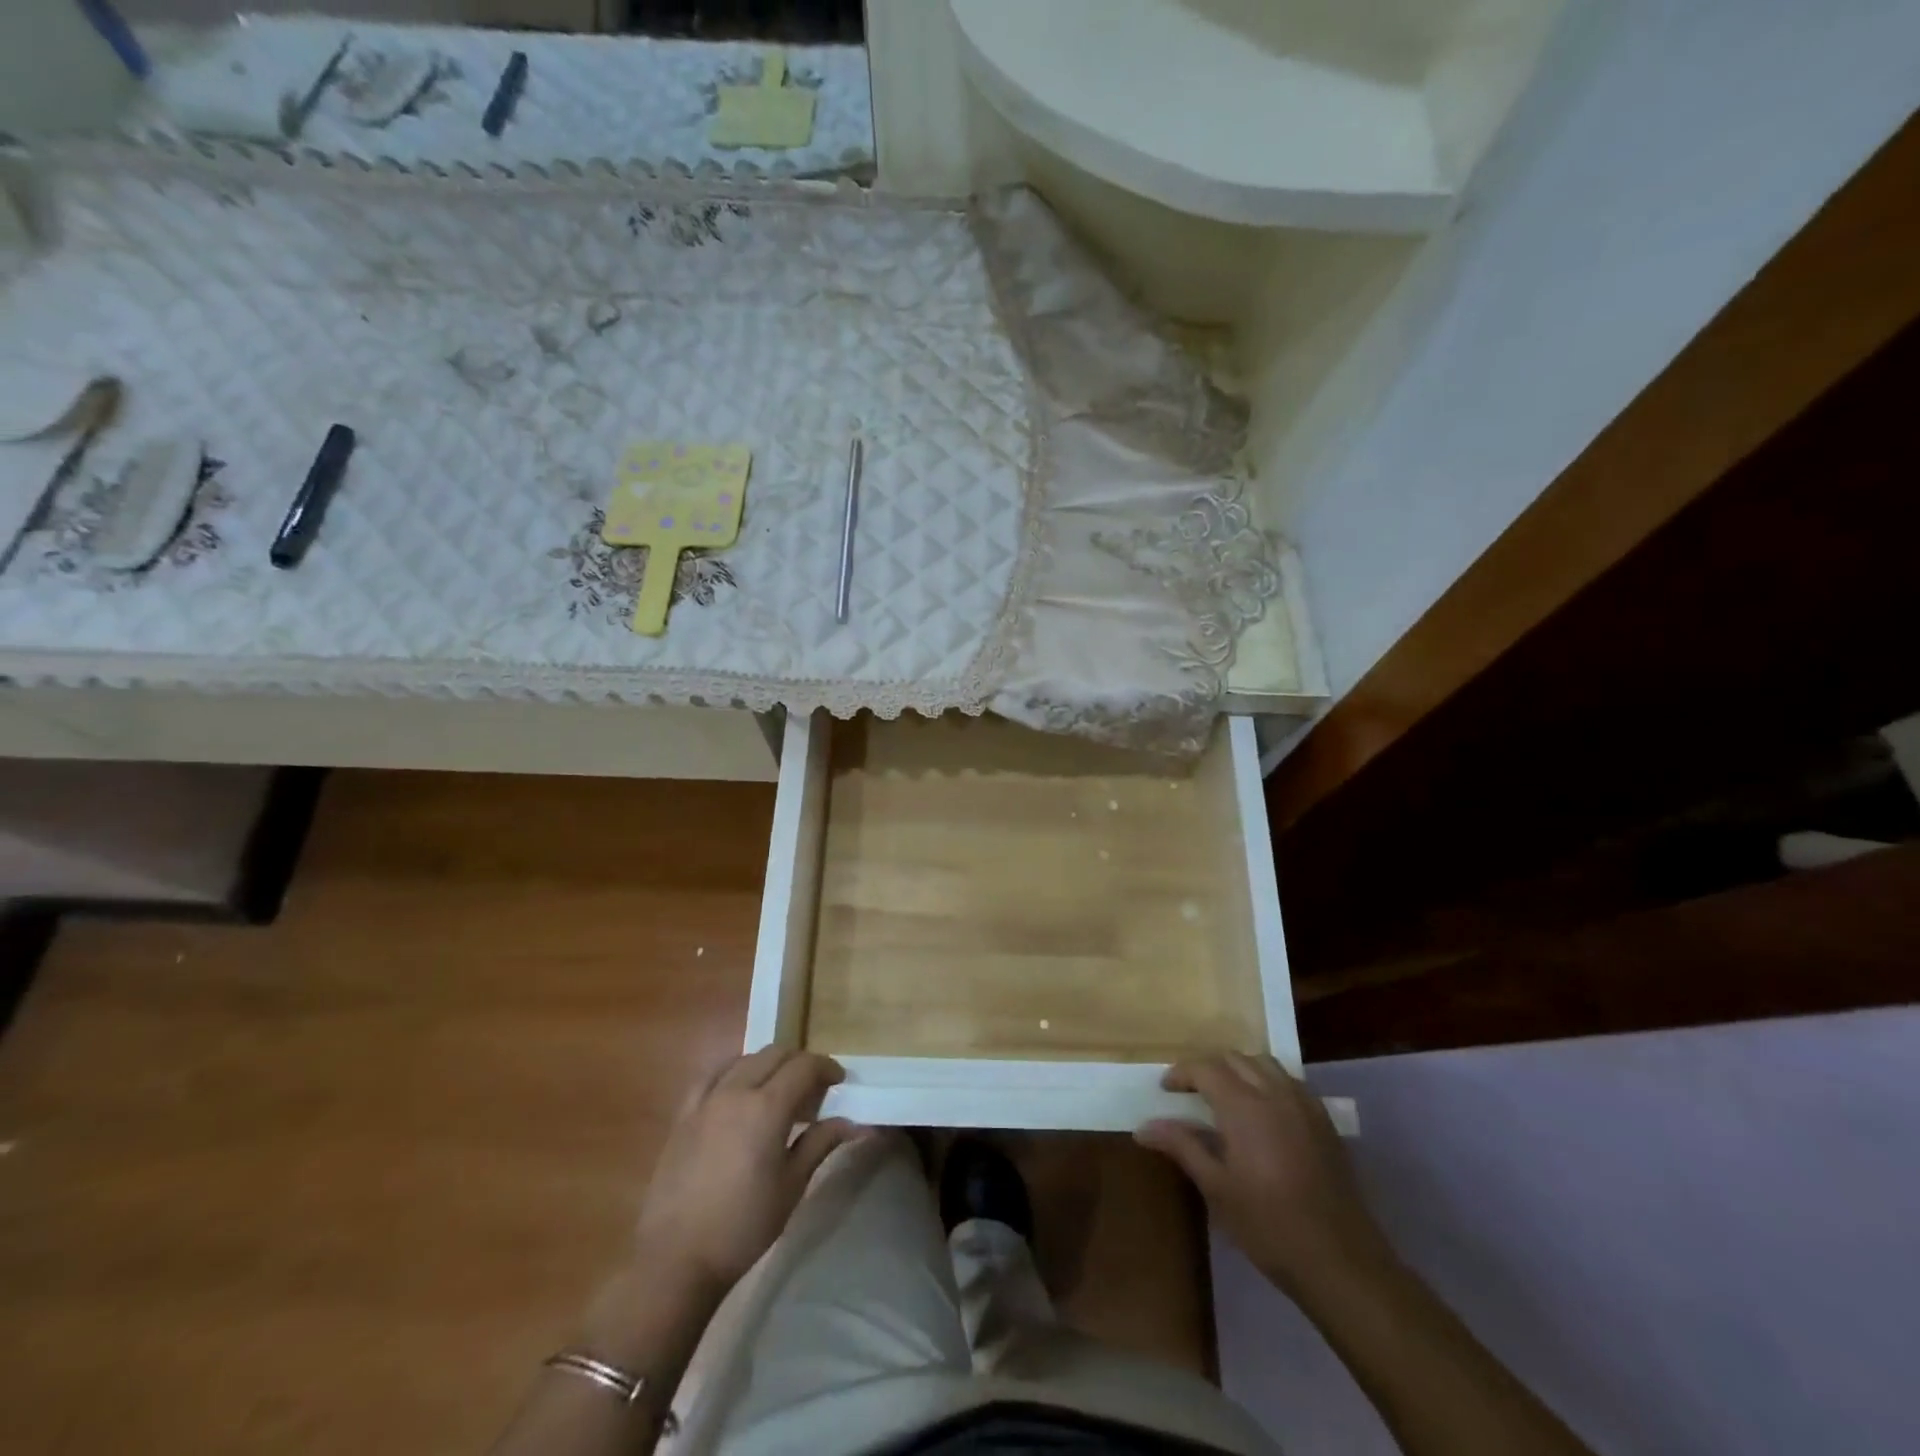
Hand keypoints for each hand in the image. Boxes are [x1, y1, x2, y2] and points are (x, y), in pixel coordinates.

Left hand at [635, 1047, 866, 1293]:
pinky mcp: (683, 1115)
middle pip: (774, 1054)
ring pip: (744, 1060)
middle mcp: (736, 1091)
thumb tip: (853, 1123)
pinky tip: (737, 1091)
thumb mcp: (792, 1186)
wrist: (676, 1259)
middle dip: (800, 1062)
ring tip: (778, 1089)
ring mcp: (706, 1100)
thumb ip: (821, 1143)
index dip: (826, 1068)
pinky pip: (712, 1075)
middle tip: (813, 1088)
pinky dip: (733, 1072)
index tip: (838, 1082)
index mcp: (767, 1107)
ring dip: (768, 1064)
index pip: (804, 1066)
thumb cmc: (743, 1226)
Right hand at [1136, 1052, 1387, 1295]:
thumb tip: (1143, 1127)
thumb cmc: (1269, 1226)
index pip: (1205, 1068)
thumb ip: (1182, 1147)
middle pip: (1235, 1059)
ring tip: (1226, 1097)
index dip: (1181, 1073)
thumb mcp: (1217, 1188)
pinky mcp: (1324, 1122)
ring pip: (1264, 1065)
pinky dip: (1267, 1083)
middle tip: (1191, 1094)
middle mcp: (1274, 1093)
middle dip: (1209, 1068)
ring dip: (1240, 1070)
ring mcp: (1304, 1105)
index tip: (1166, 1090)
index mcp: (1244, 1105)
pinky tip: (1263, 1114)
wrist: (1341, 1261)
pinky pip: (1289, 1083)